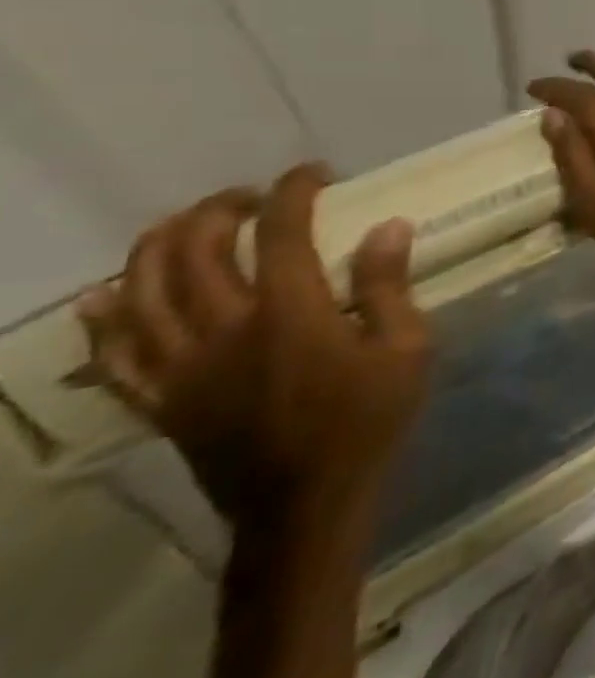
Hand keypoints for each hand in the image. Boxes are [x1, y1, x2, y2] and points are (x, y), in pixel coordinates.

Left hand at [77, 165, 431, 533]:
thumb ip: (389, 287)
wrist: (306, 503)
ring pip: (140, 293)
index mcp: (290, 315)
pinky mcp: (160, 400)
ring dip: (156, 248)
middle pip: (195, 253)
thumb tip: (387, 227)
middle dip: (218, 211)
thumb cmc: (369, 419)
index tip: (314, 174)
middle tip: (250, 198)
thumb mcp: (407, 349)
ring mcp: (181, 368)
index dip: (294, 192)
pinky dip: (104, 320)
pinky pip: (113, 355)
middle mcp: (224, 331)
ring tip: (182, 225)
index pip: (281, 234)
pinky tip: (106, 296)